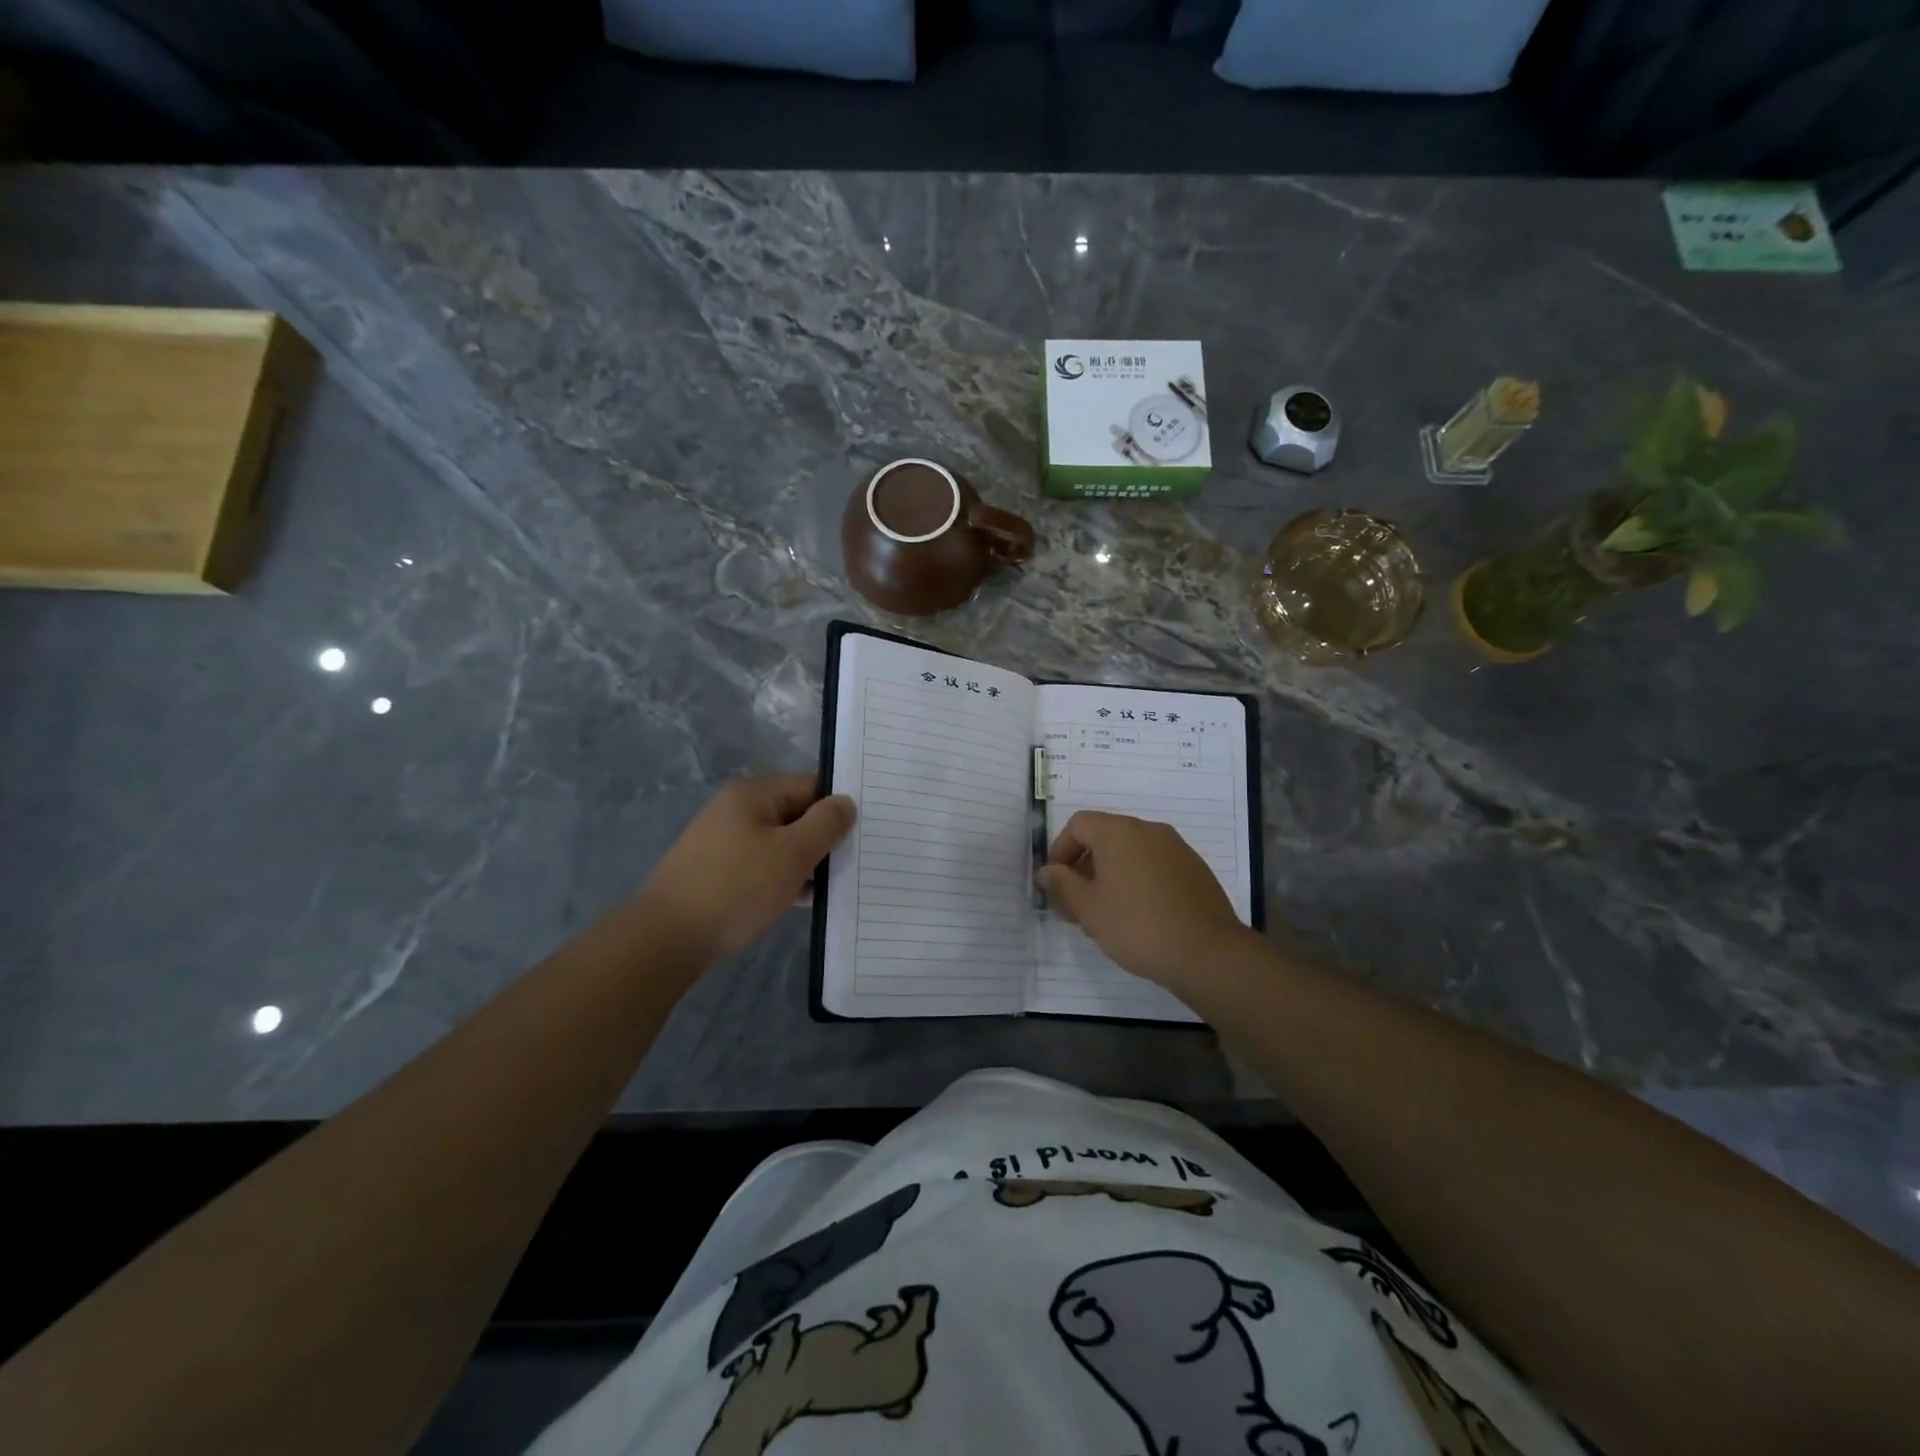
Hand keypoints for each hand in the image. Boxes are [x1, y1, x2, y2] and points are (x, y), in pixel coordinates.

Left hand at [641, 774, 855, 960]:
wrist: (666, 939)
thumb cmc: (736, 888)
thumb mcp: (793, 853)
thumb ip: (826, 824)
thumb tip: (846, 803)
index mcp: (754, 794)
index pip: (812, 785)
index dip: (840, 806)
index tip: (866, 832)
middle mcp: (737, 810)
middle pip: (797, 814)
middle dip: (825, 838)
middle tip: (857, 862)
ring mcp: (724, 842)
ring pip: (781, 844)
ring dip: (807, 863)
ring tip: (836, 887)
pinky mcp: (718, 873)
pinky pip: (763, 867)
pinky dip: (785, 880)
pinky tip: (803, 902)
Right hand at [1037, 810, 1251, 995]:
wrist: (1207, 954)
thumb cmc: (1137, 926)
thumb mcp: (1089, 909)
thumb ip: (1063, 885)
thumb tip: (1047, 871)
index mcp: (1120, 832)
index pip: (1079, 825)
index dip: (1060, 851)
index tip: (1056, 884)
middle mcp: (1149, 830)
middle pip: (1105, 837)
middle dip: (1084, 867)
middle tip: (1076, 905)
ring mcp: (1176, 849)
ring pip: (1130, 853)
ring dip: (1110, 876)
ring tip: (1105, 916)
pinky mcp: (1194, 870)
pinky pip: (1154, 866)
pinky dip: (1137, 882)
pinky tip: (1137, 917)